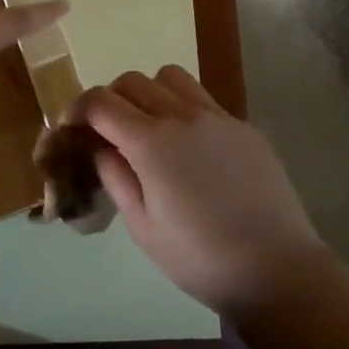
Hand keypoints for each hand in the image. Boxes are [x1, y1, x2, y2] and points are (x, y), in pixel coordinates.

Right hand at [79, 67, 327, 316]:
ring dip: (149, 93)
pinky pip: (204, 100)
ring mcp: (218, 117)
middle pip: (132, 81)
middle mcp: (182, 116)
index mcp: (151, 142)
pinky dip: (184, 109)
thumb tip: (102, 148)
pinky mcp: (244, 127)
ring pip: (170, 77)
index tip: (70, 126)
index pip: (101, 102)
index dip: (77, 108)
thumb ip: (116, 177)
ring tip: (150, 127)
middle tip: (108, 131)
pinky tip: (192, 148)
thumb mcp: (143, 227)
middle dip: (110, 99)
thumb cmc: (200, 259)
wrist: (277, 271)